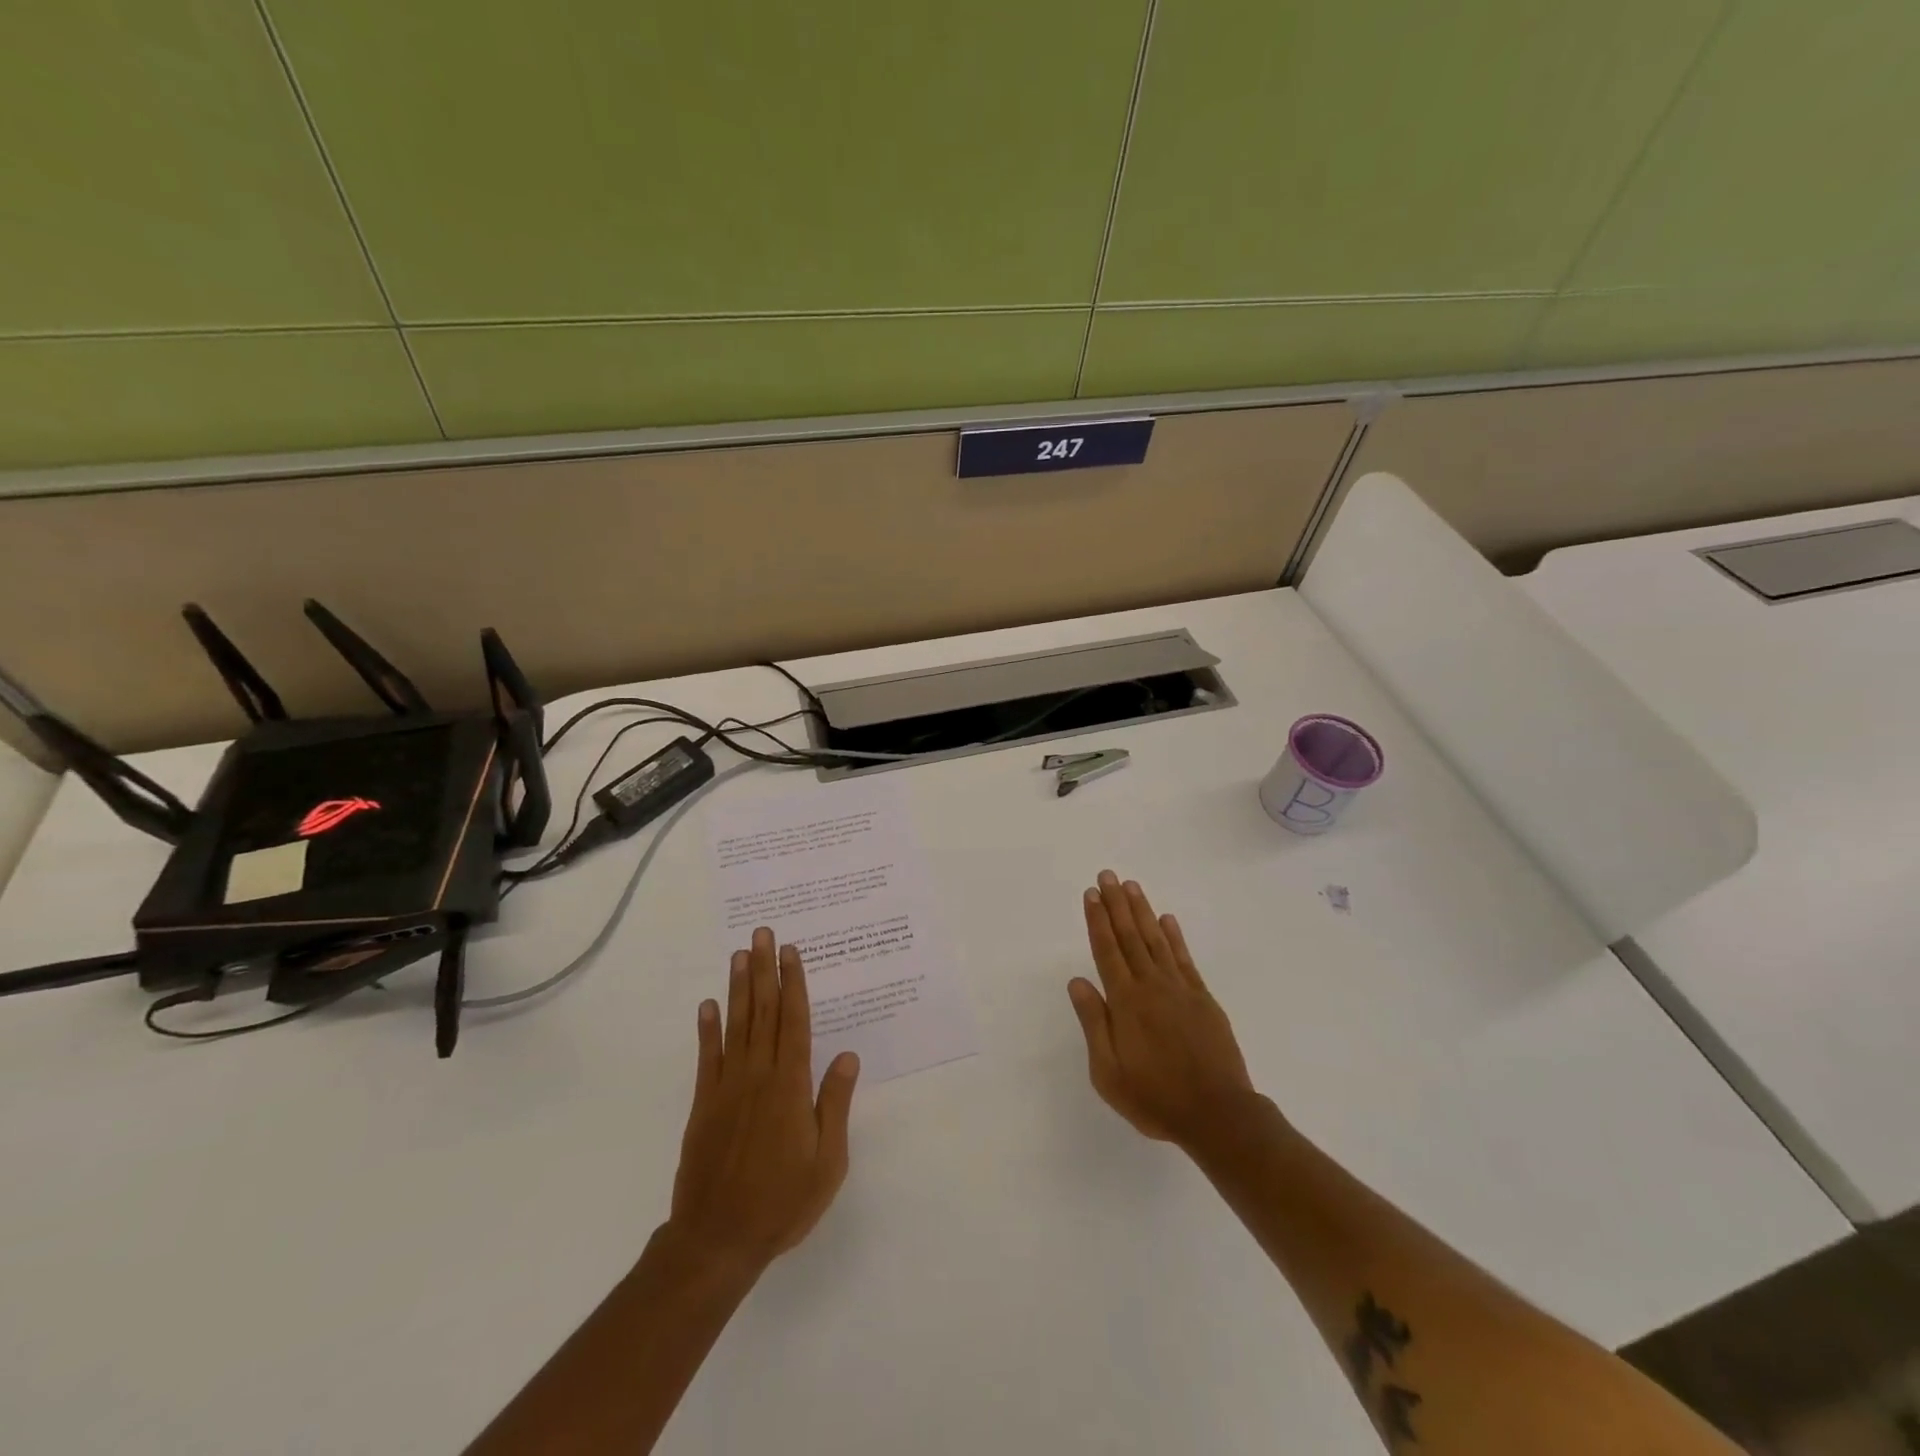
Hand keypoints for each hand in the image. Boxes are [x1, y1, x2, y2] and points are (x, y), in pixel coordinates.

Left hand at [668, 928, 859, 1277]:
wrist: (716, 1240)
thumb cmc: (782, 1202)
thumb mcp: (827, 1161)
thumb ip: (835, 1104)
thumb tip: (847, 1055)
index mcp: (790, 1086)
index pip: (794, 1022)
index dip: (794, 983)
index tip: (791, 952)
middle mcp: (758, 1075)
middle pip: (763, 1012)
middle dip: (765, 970)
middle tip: (763, 934)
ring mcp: (726, 1087)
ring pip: (736, 1025)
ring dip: (738, 988)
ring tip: (739, 955)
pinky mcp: (703, 1104)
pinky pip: (707, 1057)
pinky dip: (707, 1029)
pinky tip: (708, 1005)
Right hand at [1068, 870, 1255, 1146]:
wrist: (1218, 1114)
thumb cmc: (1155, 1098)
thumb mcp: (1109, 1073)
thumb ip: (1094, 1023)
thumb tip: (1077, 981)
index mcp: (1126, 1002)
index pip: (1107, 951)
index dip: (1097, 921)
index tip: (1091, 894)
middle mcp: (1151, 986)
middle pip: (1130, 937)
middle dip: (1116, 905)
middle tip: (1107, 875)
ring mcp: (1180, 989)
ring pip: (1156, 940)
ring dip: (1142, 911)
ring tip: (1131, 886)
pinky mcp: (1202, 998)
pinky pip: (1184, 959)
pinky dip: (1174, 936)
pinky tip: (1167, 919)